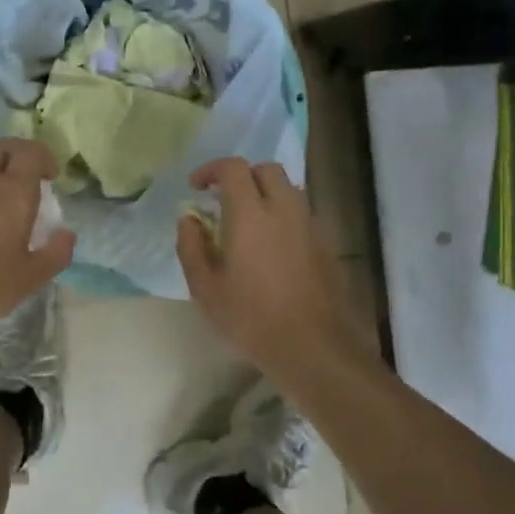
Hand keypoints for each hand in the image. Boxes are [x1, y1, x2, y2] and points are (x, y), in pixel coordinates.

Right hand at [176, 158, 370, 380]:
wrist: (310, 345)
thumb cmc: (250, 317)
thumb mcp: (205, 288)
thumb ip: (192, 246)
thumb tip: (189, 219)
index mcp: (251, 214)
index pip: (233, 168)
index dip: (211, 169)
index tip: (196, 187)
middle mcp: (284, 209)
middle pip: (267, 170)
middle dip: (243, 176)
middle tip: (224, 200)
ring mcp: (310, 224)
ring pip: (289, 189)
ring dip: (266, 194)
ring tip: (248, 221)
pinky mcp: (325, 243)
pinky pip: (302, 213)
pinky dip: (284, 215)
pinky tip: (272, 245)